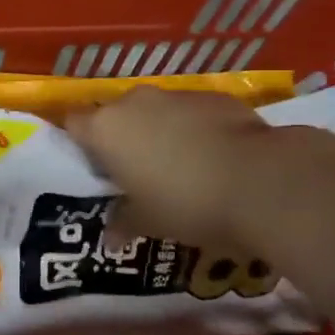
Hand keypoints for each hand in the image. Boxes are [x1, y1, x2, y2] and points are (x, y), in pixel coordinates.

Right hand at [66, 88, 285, 254]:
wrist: (261, 180)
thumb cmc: (186, 202)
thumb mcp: (148, 222)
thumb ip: (123, 223)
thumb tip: (109, 239)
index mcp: (106, 129)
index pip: (73, 124)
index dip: (79, 144)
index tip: (91, 168)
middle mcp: (134, 102)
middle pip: (115, 115)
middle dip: (122, 139)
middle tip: (134, 173)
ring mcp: (176, 95)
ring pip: (155, 112)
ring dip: (159, 133)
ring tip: (178, 168)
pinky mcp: (214, 97)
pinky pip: (191, 113)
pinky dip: (195, 130)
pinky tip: (214, 158)